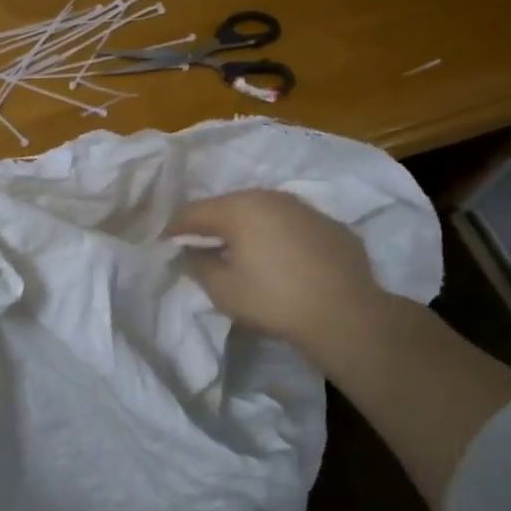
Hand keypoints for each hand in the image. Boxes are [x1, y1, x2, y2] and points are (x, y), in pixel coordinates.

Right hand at [167, 189, 388, 350]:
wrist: (345, 313)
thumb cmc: (273, 299)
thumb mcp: (222, 288)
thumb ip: (198, 264)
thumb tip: (190, 251)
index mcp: (239, 208)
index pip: (195, 212)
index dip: (176, 228)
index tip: (165, 243)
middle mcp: (271, 197)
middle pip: (230, 206)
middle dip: (212, 224)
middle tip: (200, 246)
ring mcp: (305, 208)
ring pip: (264, 212)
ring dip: (247, 228)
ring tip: (240, 251)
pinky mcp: (330, 225)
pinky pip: (292, 226)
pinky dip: (279, 237)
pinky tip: (281, 260)